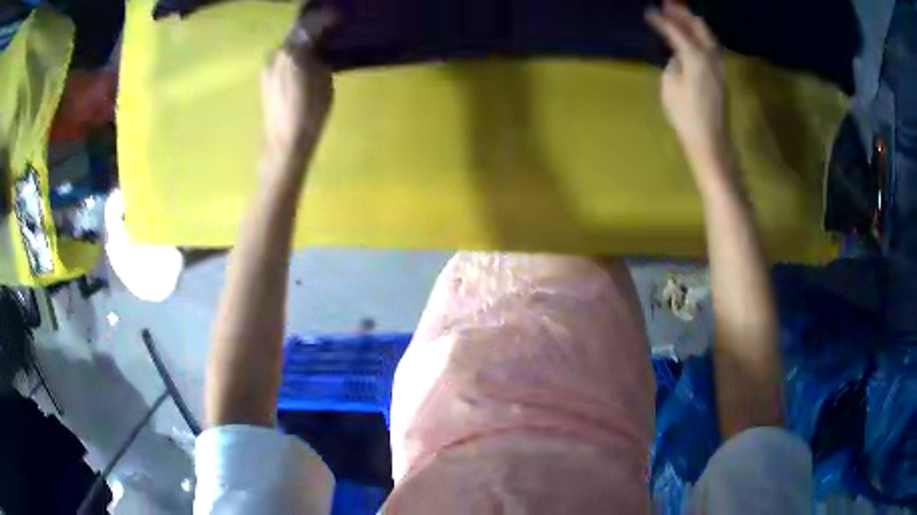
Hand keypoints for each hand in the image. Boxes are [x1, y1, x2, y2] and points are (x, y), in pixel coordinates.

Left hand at [261, 5, 336, 179]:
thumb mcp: (324, 81)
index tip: (339, 15)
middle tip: (332, 25)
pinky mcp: (265, 79)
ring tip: (322, 41)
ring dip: (304, 40)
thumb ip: (320, 59)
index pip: (310, 25)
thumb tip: (318, 51)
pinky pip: (284, 58)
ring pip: (289, 45)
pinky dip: (296, 53)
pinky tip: (307, 58)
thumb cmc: (309, 114)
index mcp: (292, 52)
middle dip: (314, 27)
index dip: (326, 18)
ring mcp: (268, 67)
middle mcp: (276, 54)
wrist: (283, 143)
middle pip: (297, 32)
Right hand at [646, 2, 725, 163]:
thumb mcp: (670, 85)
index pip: (676, 30)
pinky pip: (710, 45)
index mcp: (695, 56)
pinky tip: (690, 36)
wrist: (710, 139)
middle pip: (698, 25)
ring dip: (693, 23)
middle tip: (667, 5)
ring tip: (678, 16)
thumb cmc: (686, 115)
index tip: (649, 12)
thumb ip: (674, 62)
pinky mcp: (720, 74)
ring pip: (707, 34)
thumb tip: (678, 54)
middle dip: (682, 14)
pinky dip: (699, 35)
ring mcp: (718, 64)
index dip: (662, 20)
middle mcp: (710, 55)